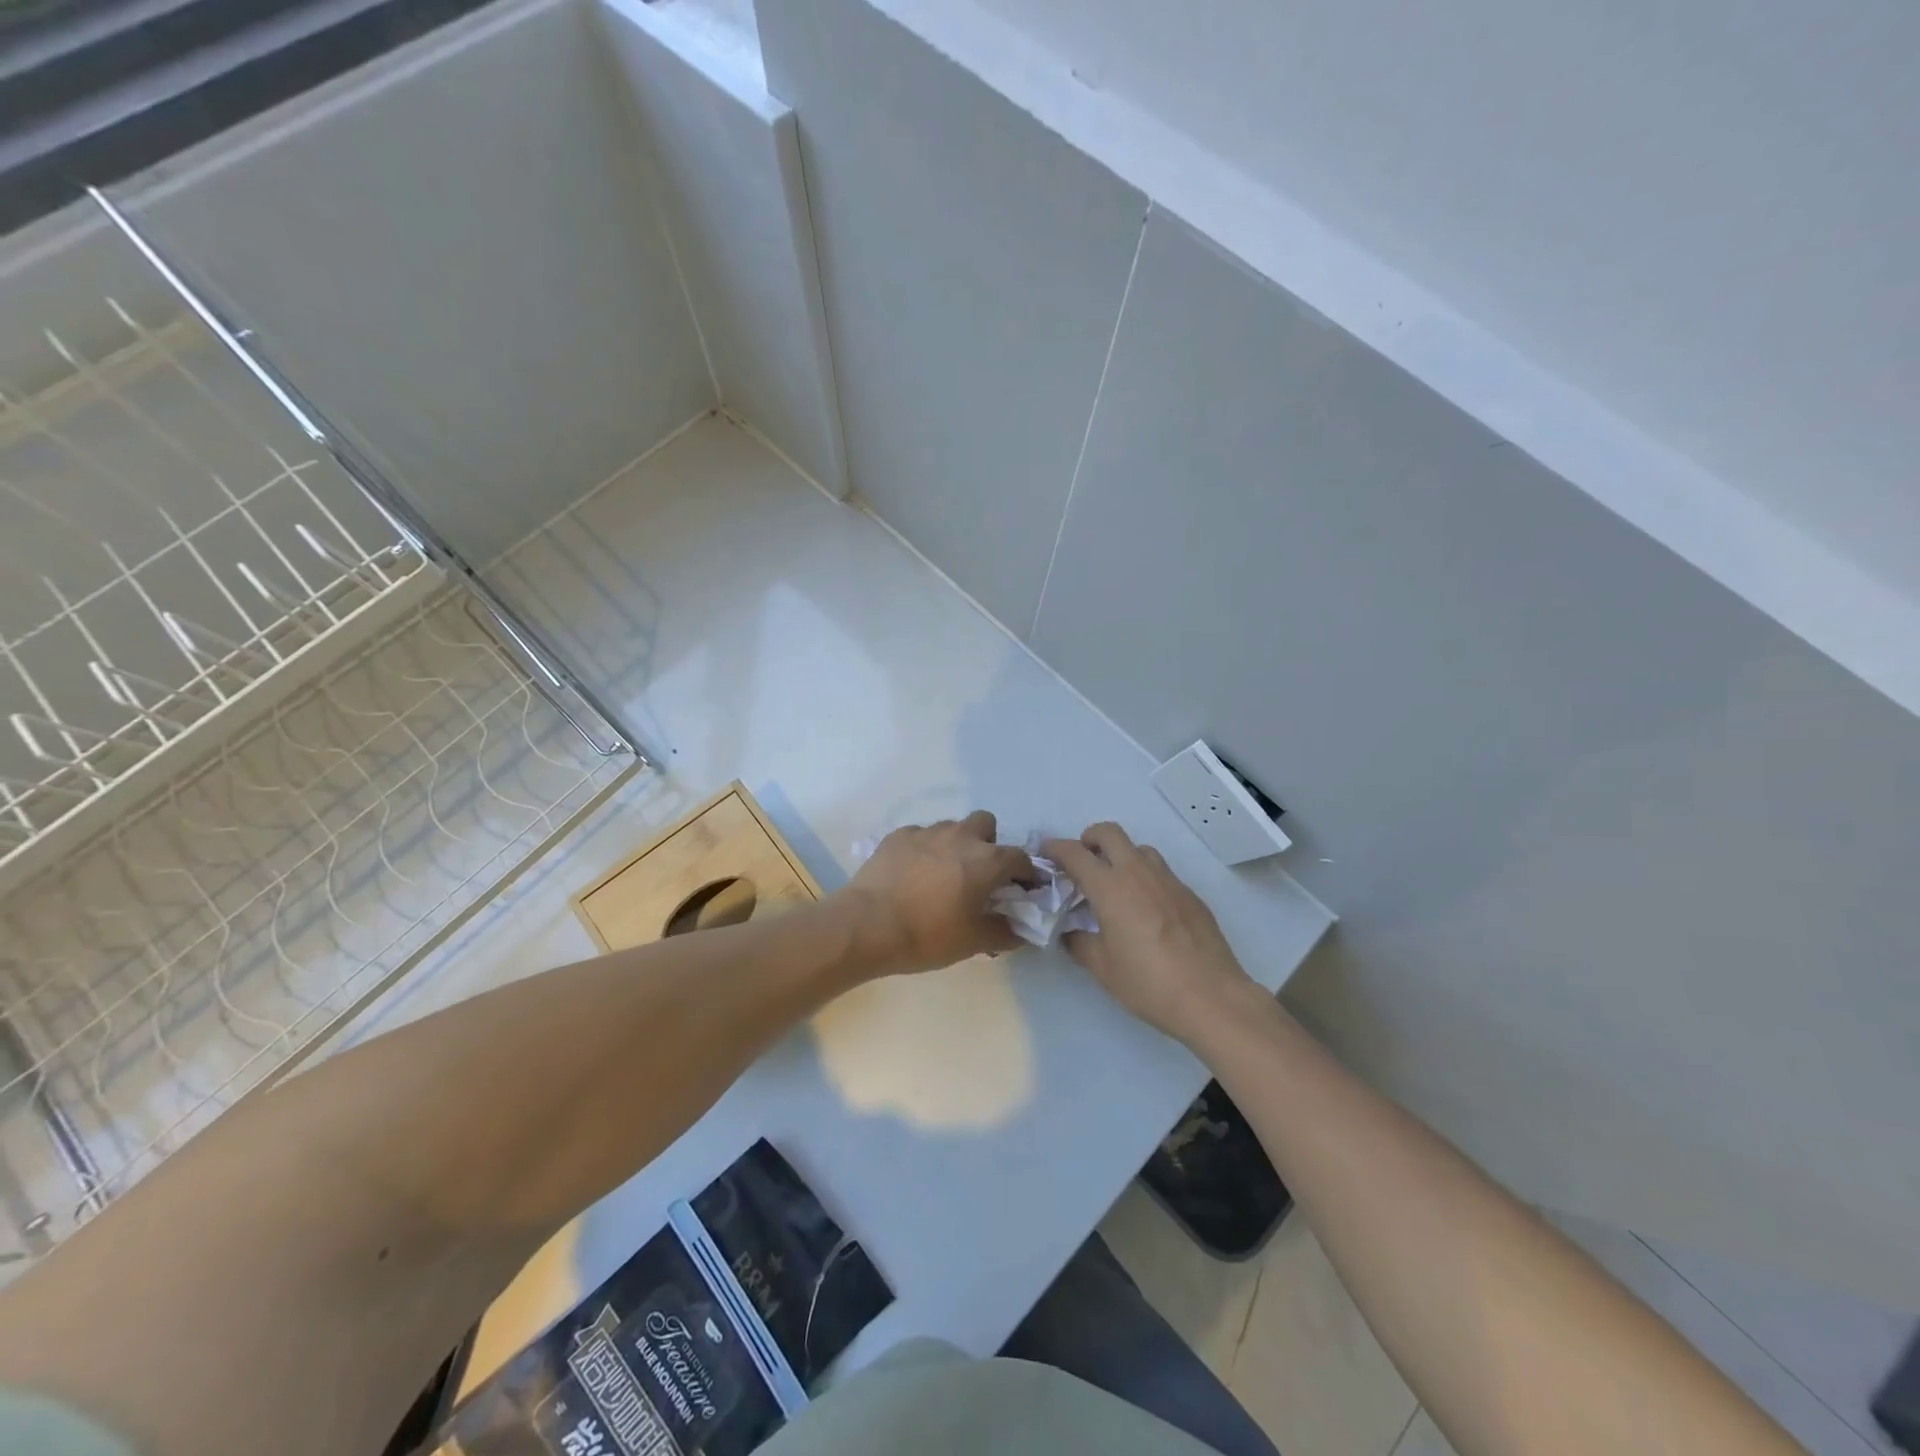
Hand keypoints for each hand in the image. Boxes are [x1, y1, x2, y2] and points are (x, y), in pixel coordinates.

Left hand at [842, 811, 1033, 975]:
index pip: (1021, 858)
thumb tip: (1020, 931)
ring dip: (956, 845)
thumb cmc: (927, 934)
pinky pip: (921, 836)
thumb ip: (1005, 933)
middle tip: (980, 875)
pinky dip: (925, 850)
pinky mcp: (898, 836)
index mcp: (987, 860)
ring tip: (944, 875)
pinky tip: (913, 874)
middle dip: (989, 844)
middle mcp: (961, 836)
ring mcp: (927, 832)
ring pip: (952, 828)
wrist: (867, 925)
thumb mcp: (973, 942)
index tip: (1024, 891)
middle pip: (986, 824)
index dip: (1027, 874)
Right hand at [1042, 823, 1258, 1046]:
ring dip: (1121, 856)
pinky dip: (1145, 878)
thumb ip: (1079, 942)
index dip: (1055, 848)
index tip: (1045, 852)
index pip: (1075, 853)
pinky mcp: (1190, 894)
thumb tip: (1071, 932)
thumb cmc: (1148, 983)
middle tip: (1082, 862)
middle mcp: (1138, 873)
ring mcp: (1168, 881)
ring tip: (1115, 886)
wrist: (1211, 997)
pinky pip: (1161, 873)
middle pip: (1109, 833)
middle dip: (1089, 839)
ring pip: (1139, 849)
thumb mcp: (1102, 967)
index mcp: (1110, 888)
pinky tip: (1147, 911)